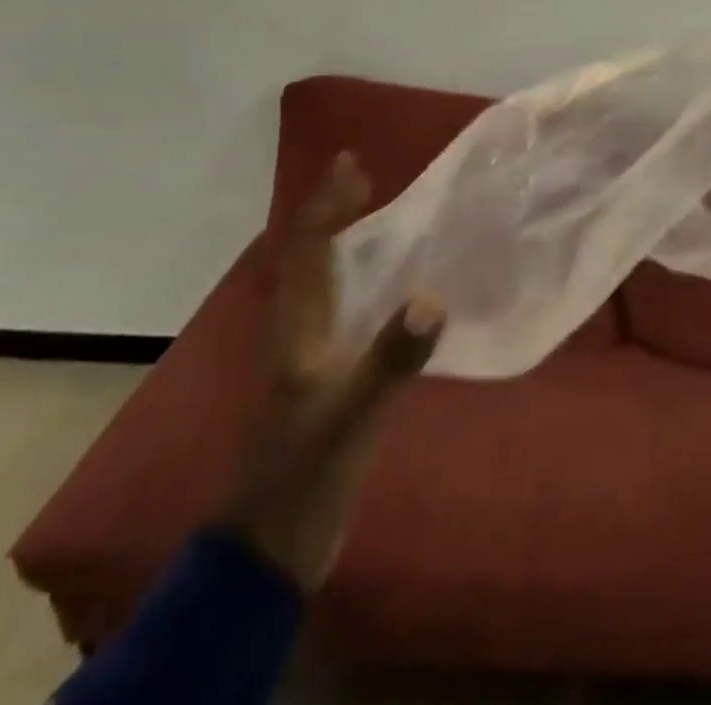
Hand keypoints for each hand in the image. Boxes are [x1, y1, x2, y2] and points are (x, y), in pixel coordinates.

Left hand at [222, 153, 443, 589]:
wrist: (276, 545)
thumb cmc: (306, 472)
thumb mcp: (352, 416)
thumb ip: (392, 358)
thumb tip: (433, 298)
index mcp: (296, 328)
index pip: (305, 248)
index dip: (325, 203)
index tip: (353, 164)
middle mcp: (298, 329)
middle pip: (308, 254)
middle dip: (331, 211)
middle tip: (364, 177)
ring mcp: (310, 354)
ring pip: (322, 279)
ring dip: (341, 239)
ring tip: (374, 212)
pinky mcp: (327, 376)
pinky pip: (341, 307)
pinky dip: (359, 277)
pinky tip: (391, 283)